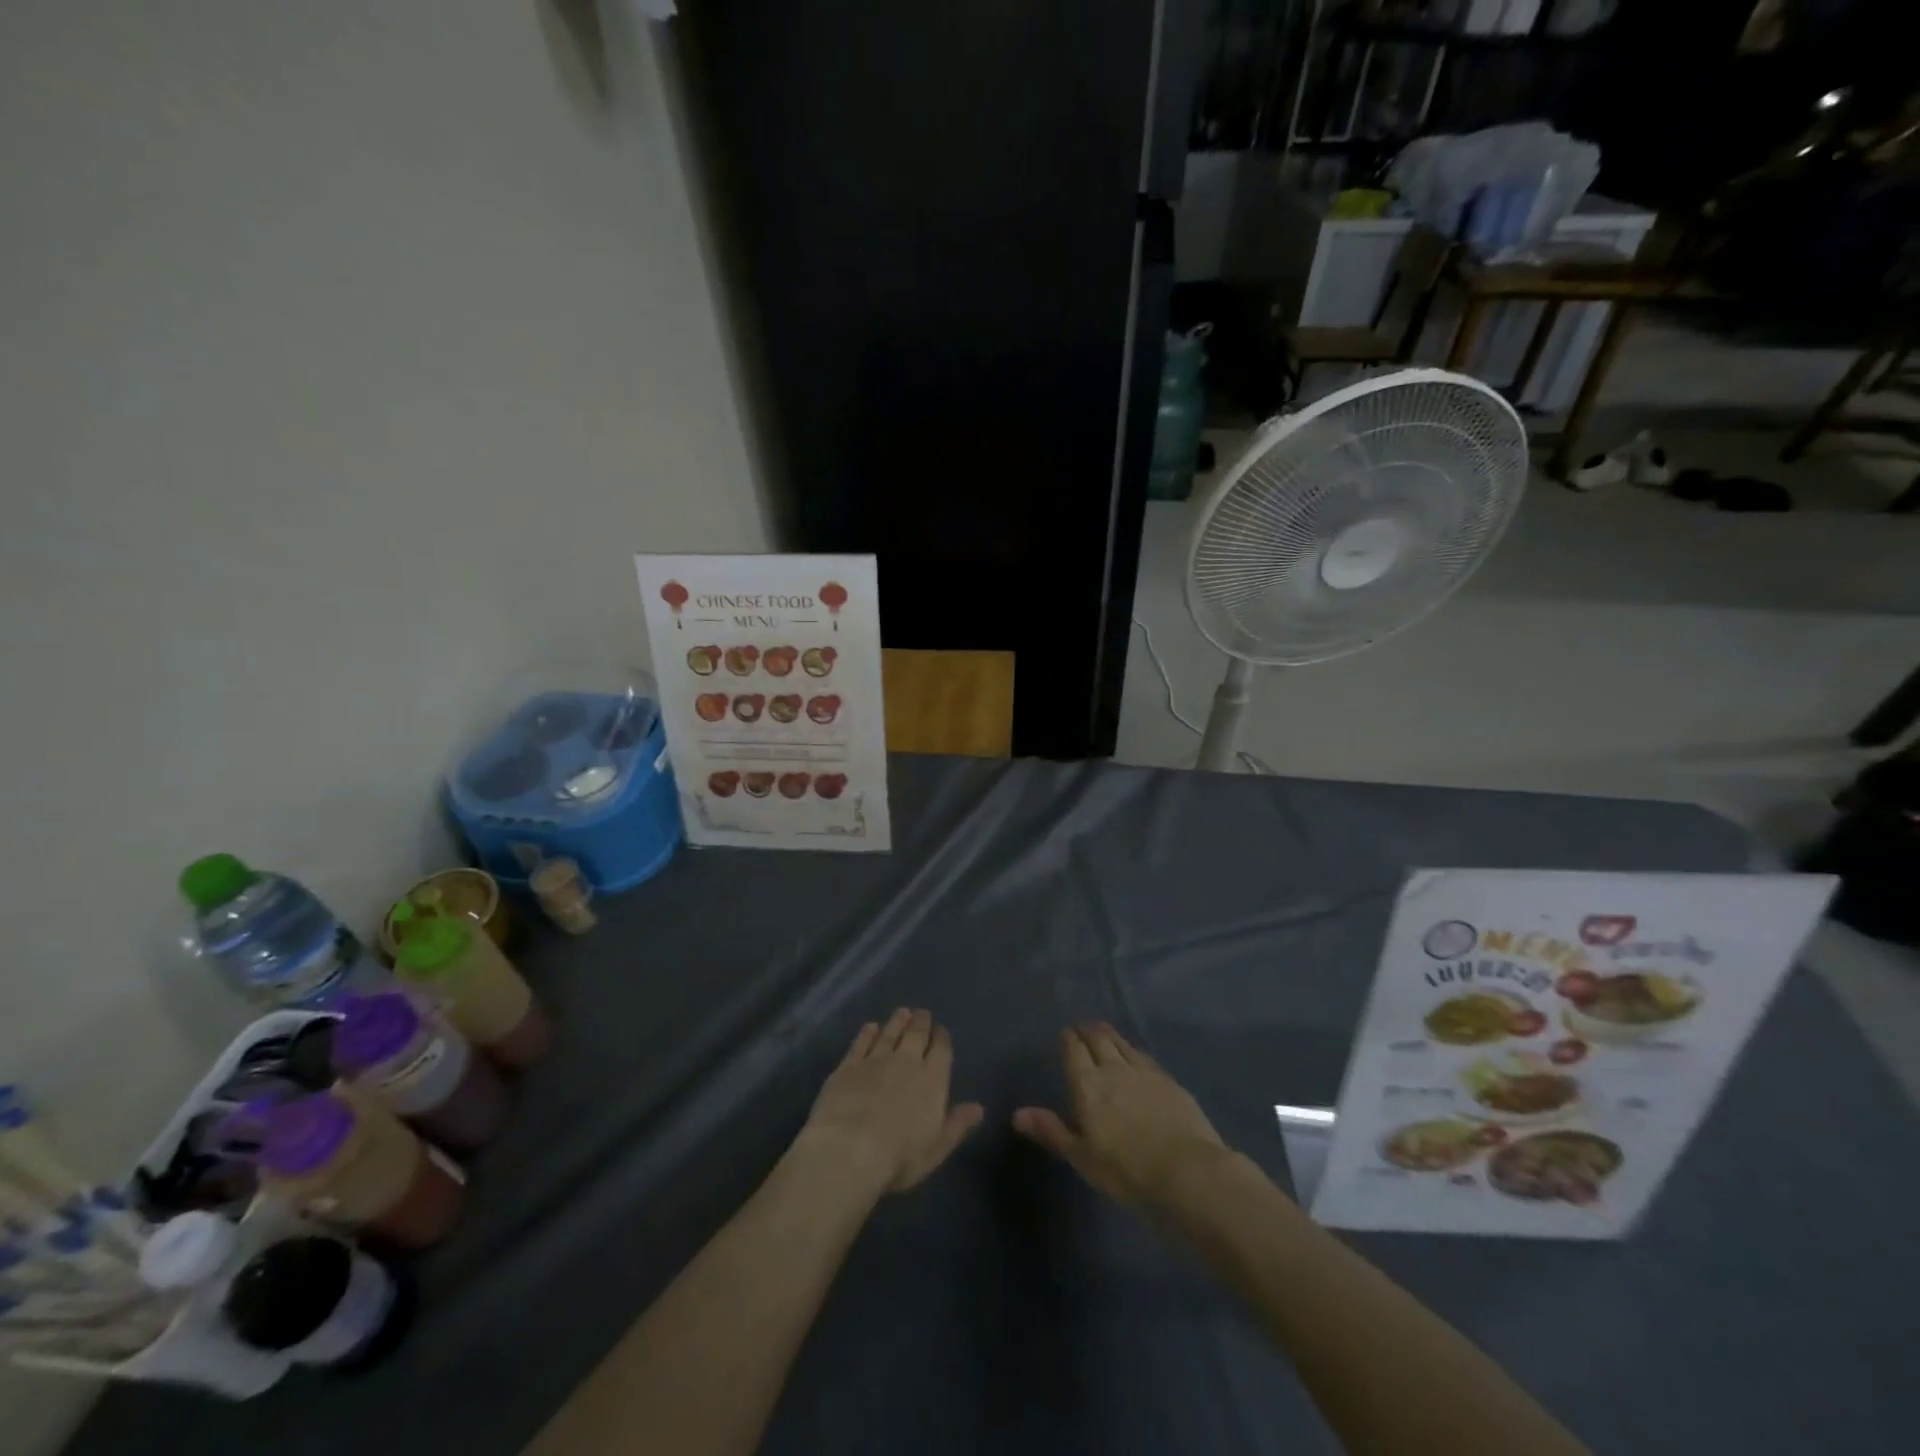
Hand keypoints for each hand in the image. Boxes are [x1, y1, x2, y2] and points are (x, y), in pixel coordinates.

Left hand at [798, 1008, 983, 1194]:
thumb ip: (958, 1124)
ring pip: (890, 1032)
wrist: (849, 1150)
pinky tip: (870, 1027)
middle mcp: (905, 1061)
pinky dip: (867, 1033)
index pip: (941, 1050)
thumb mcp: (937, 1147)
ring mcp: (875, 1060)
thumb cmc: (900, 1156)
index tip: (941, 1031)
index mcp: (932, 1079)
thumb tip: (979, 1107)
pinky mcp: (848, 1066)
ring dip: (898, 1021)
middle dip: (921, 1022)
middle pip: (916, 1034)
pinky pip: (861, 1042)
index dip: (942, 1038)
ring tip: (902, 1012)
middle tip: (922, 1014)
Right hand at [1014, 1022, 1228, 1210]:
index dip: (1069, 1039)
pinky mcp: (1169, 1081)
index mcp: (1088, 1084)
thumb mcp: (1082, 1157)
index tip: (1065, 1034)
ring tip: (1104, 1033)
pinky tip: (1136, 1057)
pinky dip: (1134, 1051)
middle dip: (1088, 1030)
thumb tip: (1017, 1114)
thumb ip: (1052, 1131)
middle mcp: (1114, 1069)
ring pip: (1123, 1043)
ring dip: (1111, 1035)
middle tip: (1083, 1027)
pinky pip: (1145, 1057)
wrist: (1186, 1171)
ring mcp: (1145, 1072)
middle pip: (1099, 1039)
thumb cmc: (1126, 1170)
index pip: (1074, 1050)